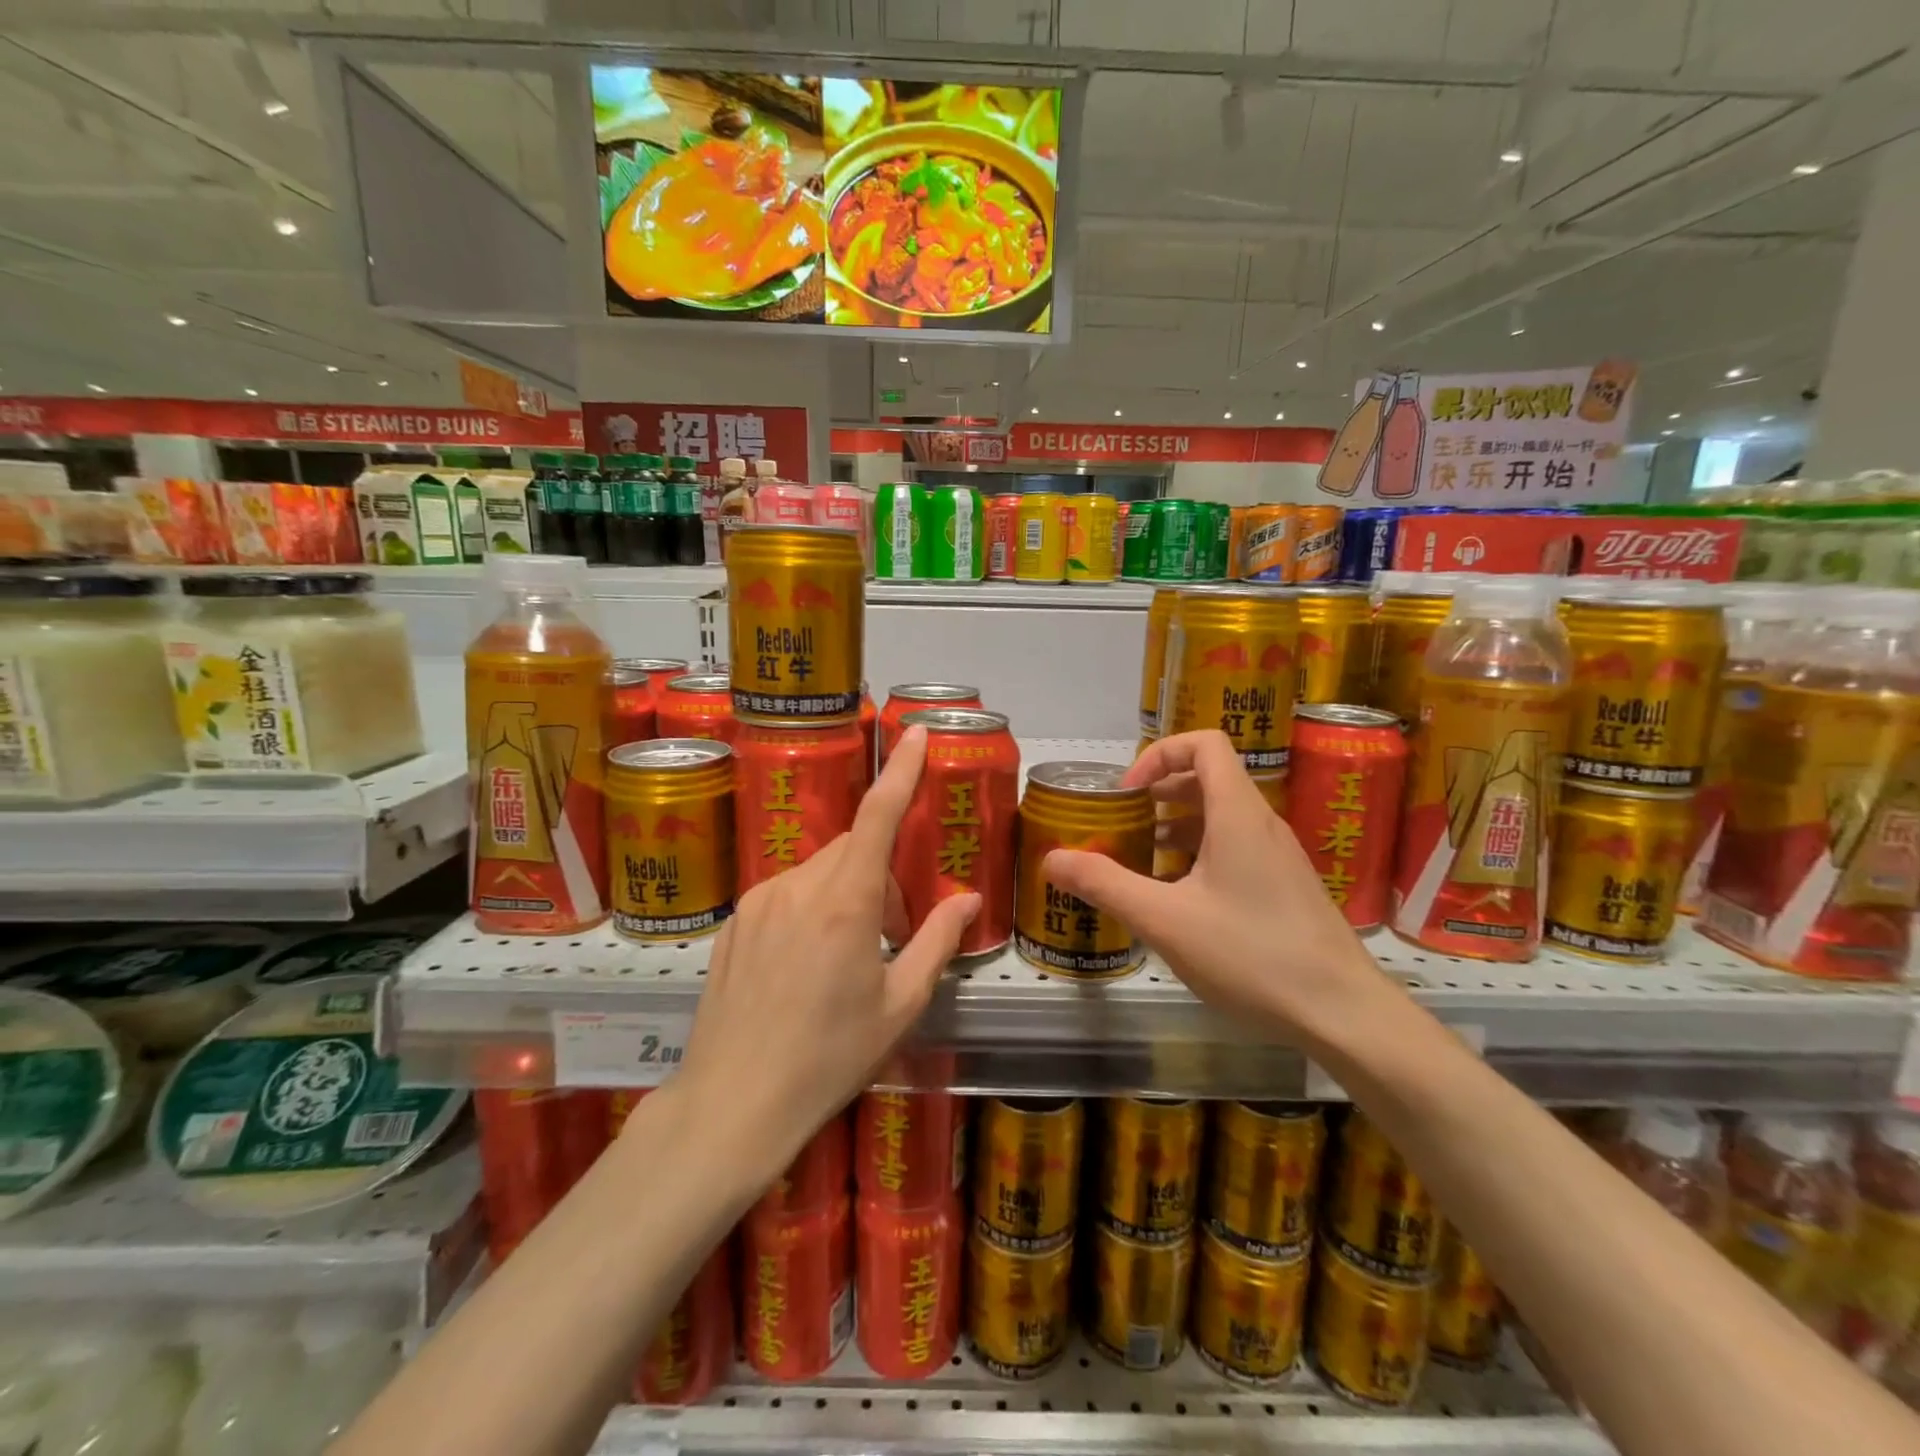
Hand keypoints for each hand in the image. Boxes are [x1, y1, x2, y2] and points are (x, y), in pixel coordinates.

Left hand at [672, 725, 980, 1175]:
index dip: (901, 770)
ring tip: (845, 957)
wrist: (734, 1103)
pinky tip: (802, 968)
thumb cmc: (829, 1057)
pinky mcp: (734, 921)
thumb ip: (936, 942)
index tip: (916, 733)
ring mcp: (759, 901)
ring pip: (818, 871)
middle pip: (850, 849)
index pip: (877, 816)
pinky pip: (784, 894)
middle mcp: (798, 886)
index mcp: (845, 903)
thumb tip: (968, 901)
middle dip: (879, 874)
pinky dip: (807, 908)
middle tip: (890, 934)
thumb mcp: (899, 1005)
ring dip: (844, 893)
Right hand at [1043, 729, 1389, 1045]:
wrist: (1343, 1013)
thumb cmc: (1252, 955)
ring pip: (1221, 817)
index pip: (1204, 744)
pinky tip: (1178, 900)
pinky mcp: (1285, 886)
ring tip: (1140, 862)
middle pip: (1208, 778)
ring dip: (1176, 827)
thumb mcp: (1165, 920)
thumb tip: (1051, 858)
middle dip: (1159, 793)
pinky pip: (1235, 849)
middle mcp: (1262, 823)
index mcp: (1237, 813)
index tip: (1127, 794)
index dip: (1159, 754)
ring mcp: (1278, 856)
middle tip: (1122, 825)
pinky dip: (1199, 856)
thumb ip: (1106, 884)